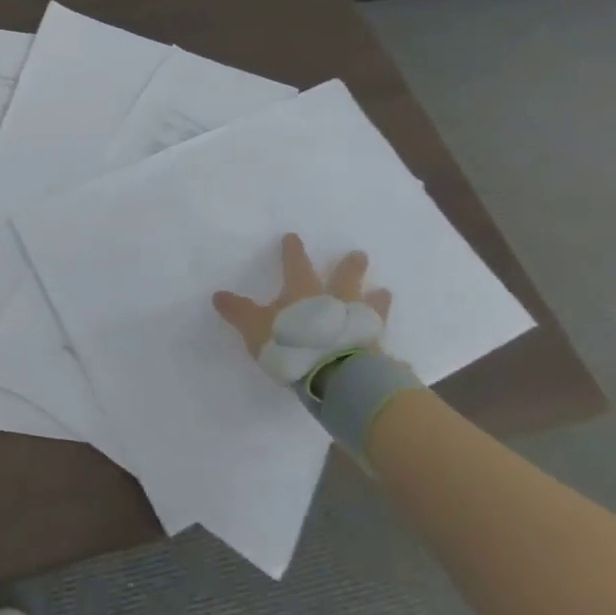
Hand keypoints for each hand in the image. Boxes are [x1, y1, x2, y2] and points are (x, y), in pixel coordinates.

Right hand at [212, 233, 391, 387]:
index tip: (294, 237)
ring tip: (385, 292)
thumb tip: (217, 295)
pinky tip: (398, 355)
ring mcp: (360, 327)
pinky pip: (384, 349)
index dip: (293, 251)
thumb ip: (238, 312)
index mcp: (304, 291)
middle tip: (360, 254)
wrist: (338, 377)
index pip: (296, 264)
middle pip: (345, 278)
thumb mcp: (256, 327)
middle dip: (350, 266)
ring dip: (377, 299)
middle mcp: (336, 302)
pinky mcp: (377, 354)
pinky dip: (389, 350)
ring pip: (371, 307)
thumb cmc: (293, 344)